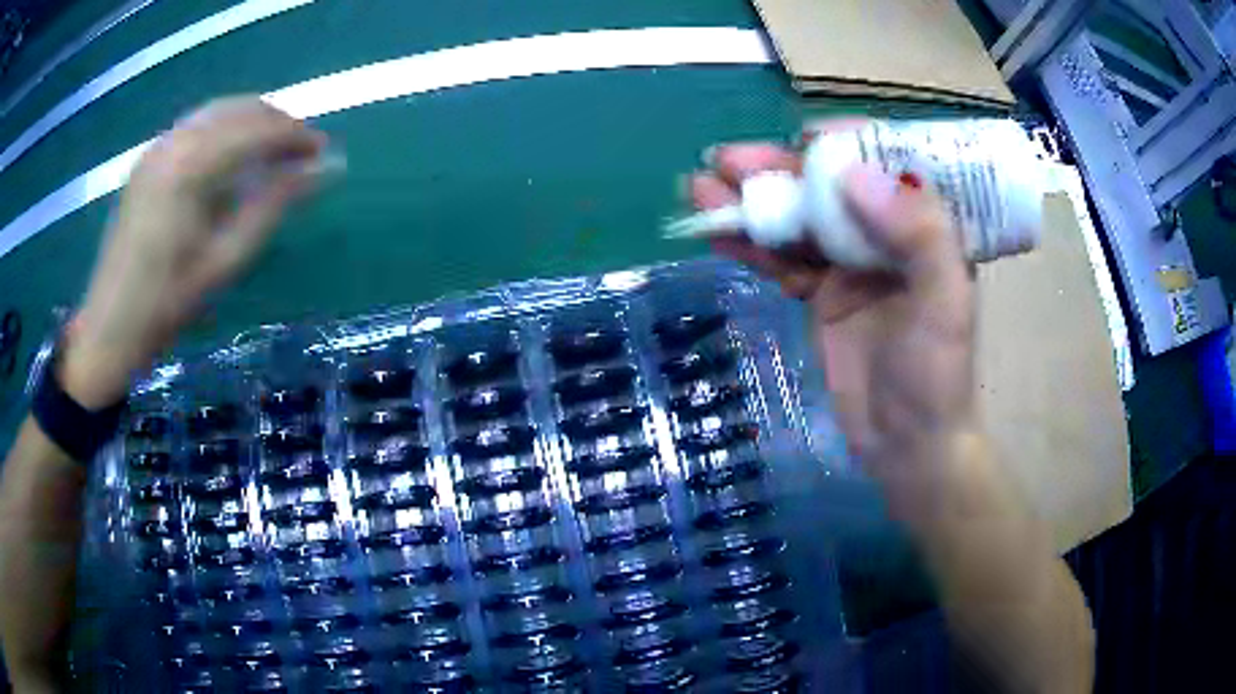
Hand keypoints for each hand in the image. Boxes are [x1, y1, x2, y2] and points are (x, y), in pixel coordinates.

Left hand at [61, 96, 326, 406]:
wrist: (110, 327)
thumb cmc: (168, 303)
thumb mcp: (226, 259)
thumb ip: (274, 204)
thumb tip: (327, 168)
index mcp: (192, 167)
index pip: (258, 129)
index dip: (296, 136)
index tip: (323, 153)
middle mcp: (175, 142)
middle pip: (240, 109)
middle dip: (276, 123)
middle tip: (301, 153)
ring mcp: (158, 146)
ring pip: (218, 111)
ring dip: (251, 123)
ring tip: (272, 152)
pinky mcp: (148, 158)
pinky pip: (195, 125)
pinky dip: (224, 130)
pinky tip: (231, 156)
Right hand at [691, 122, 975, 466]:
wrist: (907, 445)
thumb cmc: (937, 377)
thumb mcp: (944, 304)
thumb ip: (917, 234)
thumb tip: (852, 174)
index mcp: (924, 226)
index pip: (884, 164)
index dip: (843, 145)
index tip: (803, 141)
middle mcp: (886, 235)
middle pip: (828, 187)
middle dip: (779, 169)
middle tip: (727, 159)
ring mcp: (849, 264)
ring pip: (798, 220)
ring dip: (752, 202)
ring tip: (702, 187)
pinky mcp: (821, 294)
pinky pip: (783, 259)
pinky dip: (750, 244)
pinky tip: (716, 230)